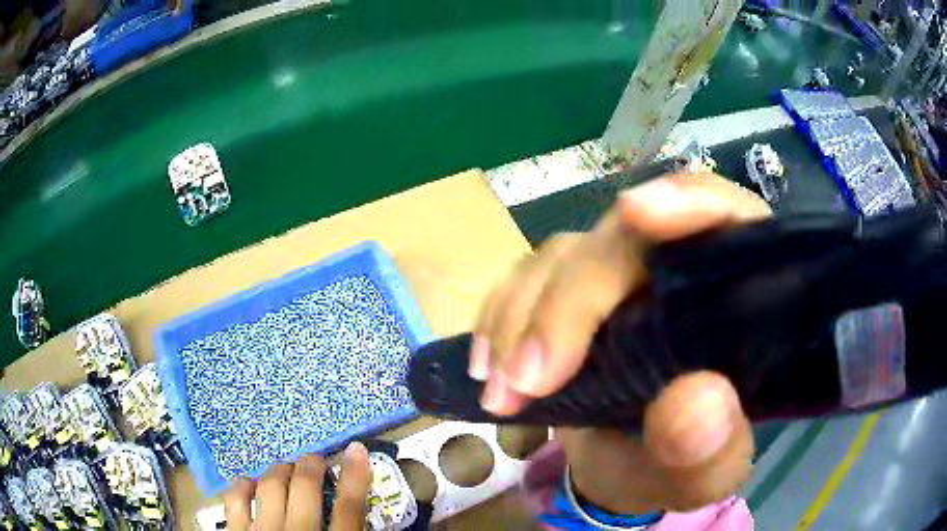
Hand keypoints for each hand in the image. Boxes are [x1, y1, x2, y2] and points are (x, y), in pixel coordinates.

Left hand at [224, 442, 370, 529]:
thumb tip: (365, 523)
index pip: (349, 508)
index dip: (355, 476)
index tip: (356, 450)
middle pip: (305, 488)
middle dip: (312, 465)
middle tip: (315, 460)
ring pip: (270, 487)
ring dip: (280, 471)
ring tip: (287, 469)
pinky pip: (235, 500)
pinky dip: (243, 486)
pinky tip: (250, 484)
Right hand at [470, 173, 767, 512]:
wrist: (628, 473)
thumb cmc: (679, 467)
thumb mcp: (704, 475)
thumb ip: (711, 449)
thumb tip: (695, 402)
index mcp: (737, 297)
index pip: (728, 218)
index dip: (688, 202)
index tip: (637, 213)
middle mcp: (679, 269)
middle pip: (623, 240)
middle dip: (568, 303)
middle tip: (525, 380)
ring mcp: (620, 277)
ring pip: (564, 257)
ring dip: (521, 319)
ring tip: (501, 391)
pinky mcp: (571, 294)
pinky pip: (526, 279)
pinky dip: (499, 318)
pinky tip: (487, 364)